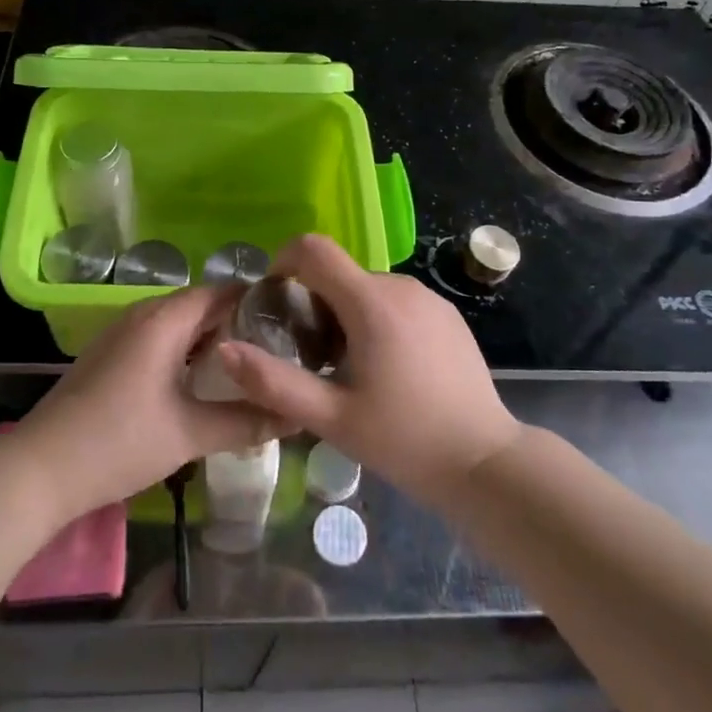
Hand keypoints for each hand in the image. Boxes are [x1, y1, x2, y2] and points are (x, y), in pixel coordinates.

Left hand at [11, 286, 284, 518]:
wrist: (40, 469)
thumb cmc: (119, 442)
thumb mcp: (190, 434)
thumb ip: (246, 421)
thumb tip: (297, 416)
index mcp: (164, 319)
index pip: (221, 291)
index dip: (257, 301)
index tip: (291, 321)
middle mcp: (143, 313)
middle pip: (200, 304)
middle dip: (237, 322)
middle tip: (277, 348)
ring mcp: (122, 332)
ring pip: (179, 323)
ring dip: (210, 338)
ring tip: (248, 364)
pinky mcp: (110, 354)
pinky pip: (159, 337)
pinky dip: (185, 350)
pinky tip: (201, 381)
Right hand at [217, 235, 522, 507]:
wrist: (486, 463)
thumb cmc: (405, 441)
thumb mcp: (331, 418)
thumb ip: (273, 382)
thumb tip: (225, 349)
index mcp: (370, 302)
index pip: (314, 249)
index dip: (284, 262)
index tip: (274, 299)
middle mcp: (400, 286)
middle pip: (338, 272)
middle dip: (314, 301)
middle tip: (311, 355)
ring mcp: (428, 298)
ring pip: (366, 287)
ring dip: (345, 312)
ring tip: (348, 367)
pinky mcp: (447, 313)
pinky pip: (395, 300)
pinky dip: (376, 318)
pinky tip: (386, 368)